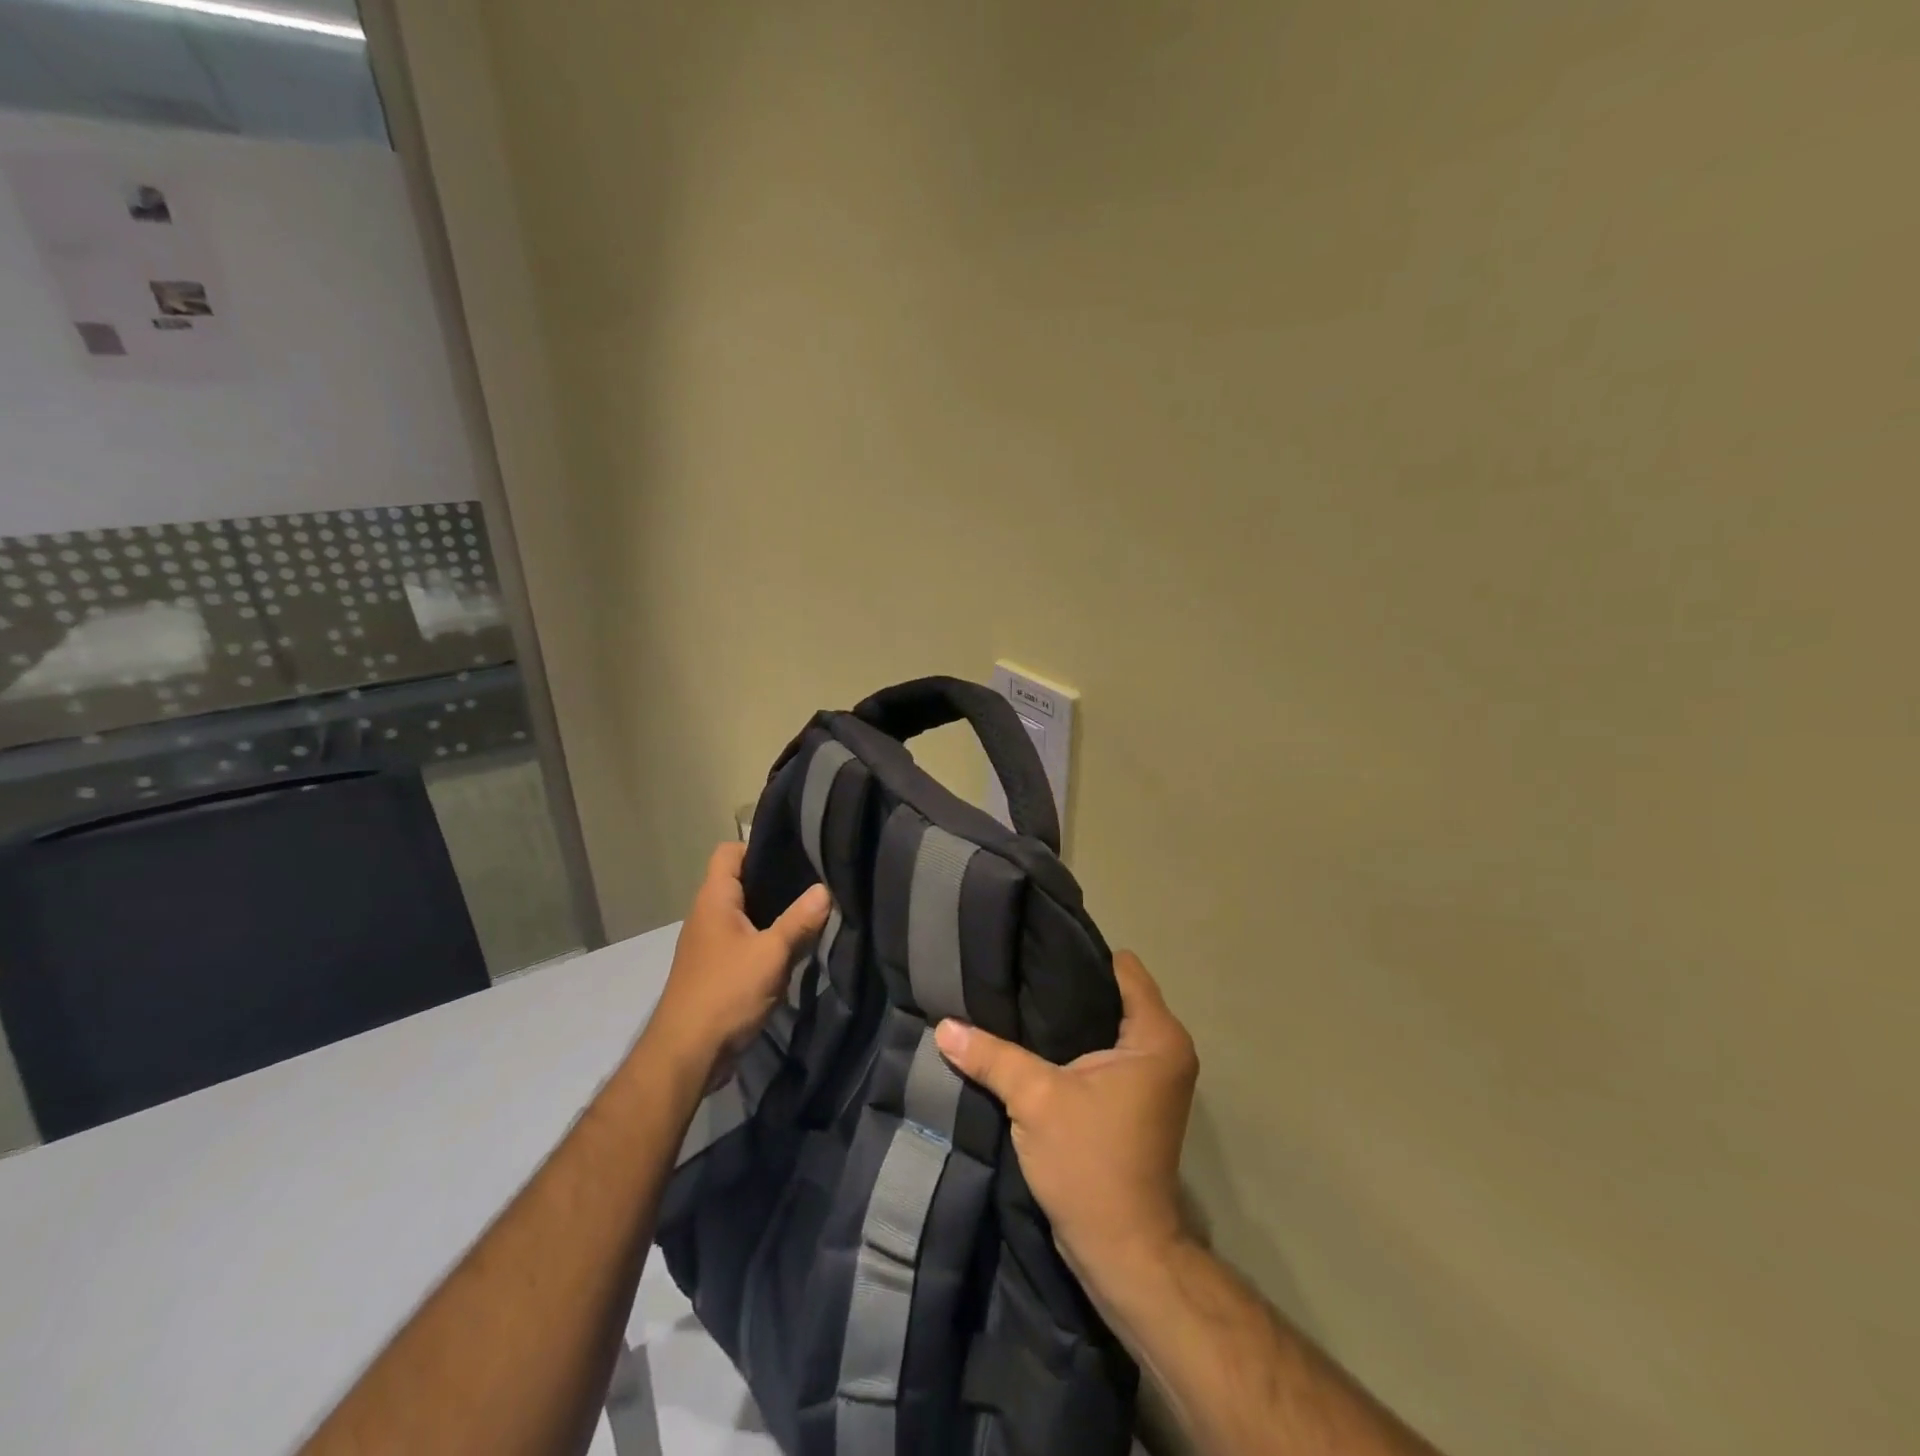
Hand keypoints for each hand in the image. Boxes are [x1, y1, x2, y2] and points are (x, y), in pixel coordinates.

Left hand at [644, 843, 831, 1085]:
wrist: (686, 1055)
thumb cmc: (726, 992)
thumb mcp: (771, 954)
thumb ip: (799, 920)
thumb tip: (825, 890)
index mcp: (714, 899)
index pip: (729, 851)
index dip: (758, 845)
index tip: (796, 852)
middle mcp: (707, 915)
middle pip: (741, 882)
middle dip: (776, 881)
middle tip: (815, 880)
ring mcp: (710, 944)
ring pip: (746, 914)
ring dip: (774, 915)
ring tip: (811, 911)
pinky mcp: (716, 970)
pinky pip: (745, 941)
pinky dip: (767, 941)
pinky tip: (793, 950)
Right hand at [935, 950, 1197, 1278]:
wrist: (1121, 1250)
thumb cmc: (1089, 1162)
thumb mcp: (1035, 1099)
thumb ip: (991, 1055)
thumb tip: (943, 1025)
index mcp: (1157, 1037)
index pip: (1122, 968)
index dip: (1079, 954)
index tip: (1034, 948)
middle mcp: (1165, 1049)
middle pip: (1112, 994)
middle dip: (1066, 986)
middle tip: (1017, 972)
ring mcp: (1153, 1077)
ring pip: (1106, 1025)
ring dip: (1067, 1019)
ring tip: (1018, 1001)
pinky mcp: (1136, 1100)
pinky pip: (1105, 1052)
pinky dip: (1074, 1047)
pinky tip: (1033, 1043)